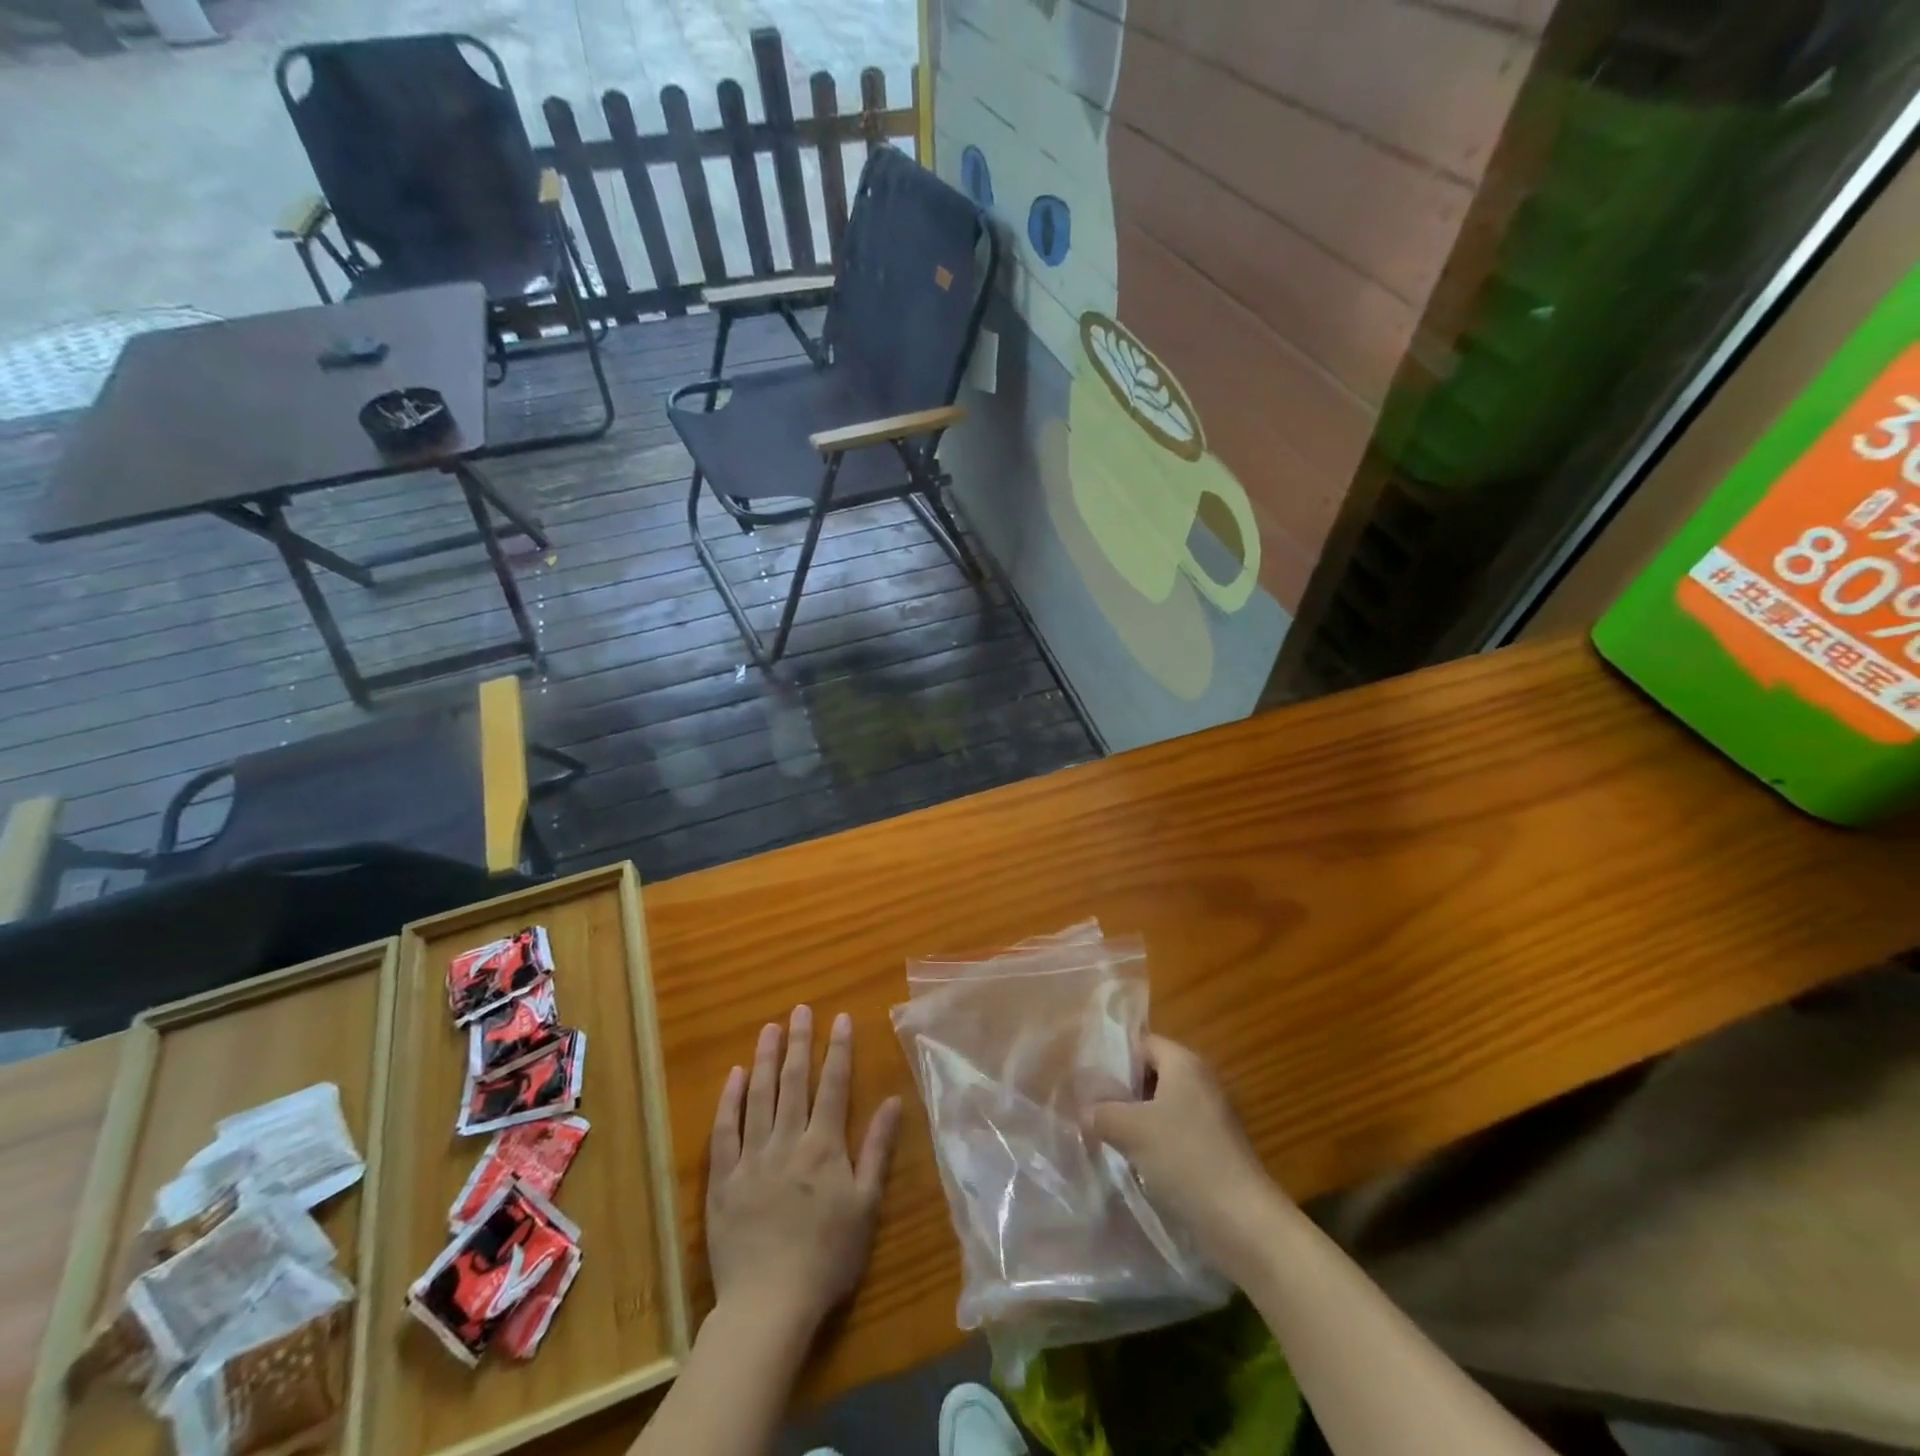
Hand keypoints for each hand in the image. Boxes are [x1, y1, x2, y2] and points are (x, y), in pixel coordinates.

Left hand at [706, 1005, 902, 1338]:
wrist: (769, 1304)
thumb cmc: (827, 1257)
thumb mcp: (865, 1205)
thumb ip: (877, 1150)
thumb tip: (894, 1102)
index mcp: (823, 1146)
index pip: (833, 1085)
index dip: (838, 1049)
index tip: (840, 1017)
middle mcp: (787, 1141)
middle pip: (794, 1081)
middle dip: (800, 1042)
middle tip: (800, 1009)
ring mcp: (751, 1157)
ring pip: (759, 1096)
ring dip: (766, 1059)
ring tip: (770, 1028)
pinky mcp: (723, 1178)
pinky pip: (725, 1130)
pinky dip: (731, 1100)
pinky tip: (735, 1075)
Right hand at [1084, 1035, 1280, 1272]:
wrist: (1243, 1222)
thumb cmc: (1185, 1158)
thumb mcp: (1131, 1129)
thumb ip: (1101, 1113)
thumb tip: (1082, 1110)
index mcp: (1184, 1063)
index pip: (1142, 1043)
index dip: (1113, 1057)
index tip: (1085, 1078)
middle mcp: (1200, 1081)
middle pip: (1150, 1074)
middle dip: (1120, 1091)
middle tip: (1089, 1107)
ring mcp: (1210, 1117)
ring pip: (1160, 1106)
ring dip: (1134, 1120)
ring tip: (1102, 1135)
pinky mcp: (1213, 1149)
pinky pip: (1173, 1133)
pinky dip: (1152, 1142)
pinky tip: (1131, 1161)